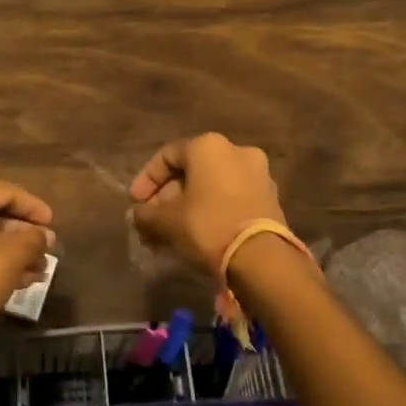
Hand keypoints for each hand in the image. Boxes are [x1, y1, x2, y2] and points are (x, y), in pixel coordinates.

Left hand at [0, 177, 53, 343]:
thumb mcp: (16, 253)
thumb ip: (34, 238)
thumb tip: (45, 237)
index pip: (4, 192)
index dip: (33, 207)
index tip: (52, 222)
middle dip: (21, 233)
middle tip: (45, 247)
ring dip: (9, 250)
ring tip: (38, 268)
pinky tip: (18, 279)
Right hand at [129, 133, 285, 276]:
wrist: (263, 259)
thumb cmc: (208, 226)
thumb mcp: (167, 221)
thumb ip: (146, 214)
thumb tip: (138, 215)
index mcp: (208, 146)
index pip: (167, 156)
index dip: (146, 180)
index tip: (135, 204)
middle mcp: (236, 151)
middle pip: (191, 172)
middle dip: (168, 198)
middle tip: (152, 222)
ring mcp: (258, 174)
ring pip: (212, 187)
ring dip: (189, 207)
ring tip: (171, 234)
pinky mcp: (270, 199)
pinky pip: (231, 199)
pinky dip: (211, 212)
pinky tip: (196, 237)